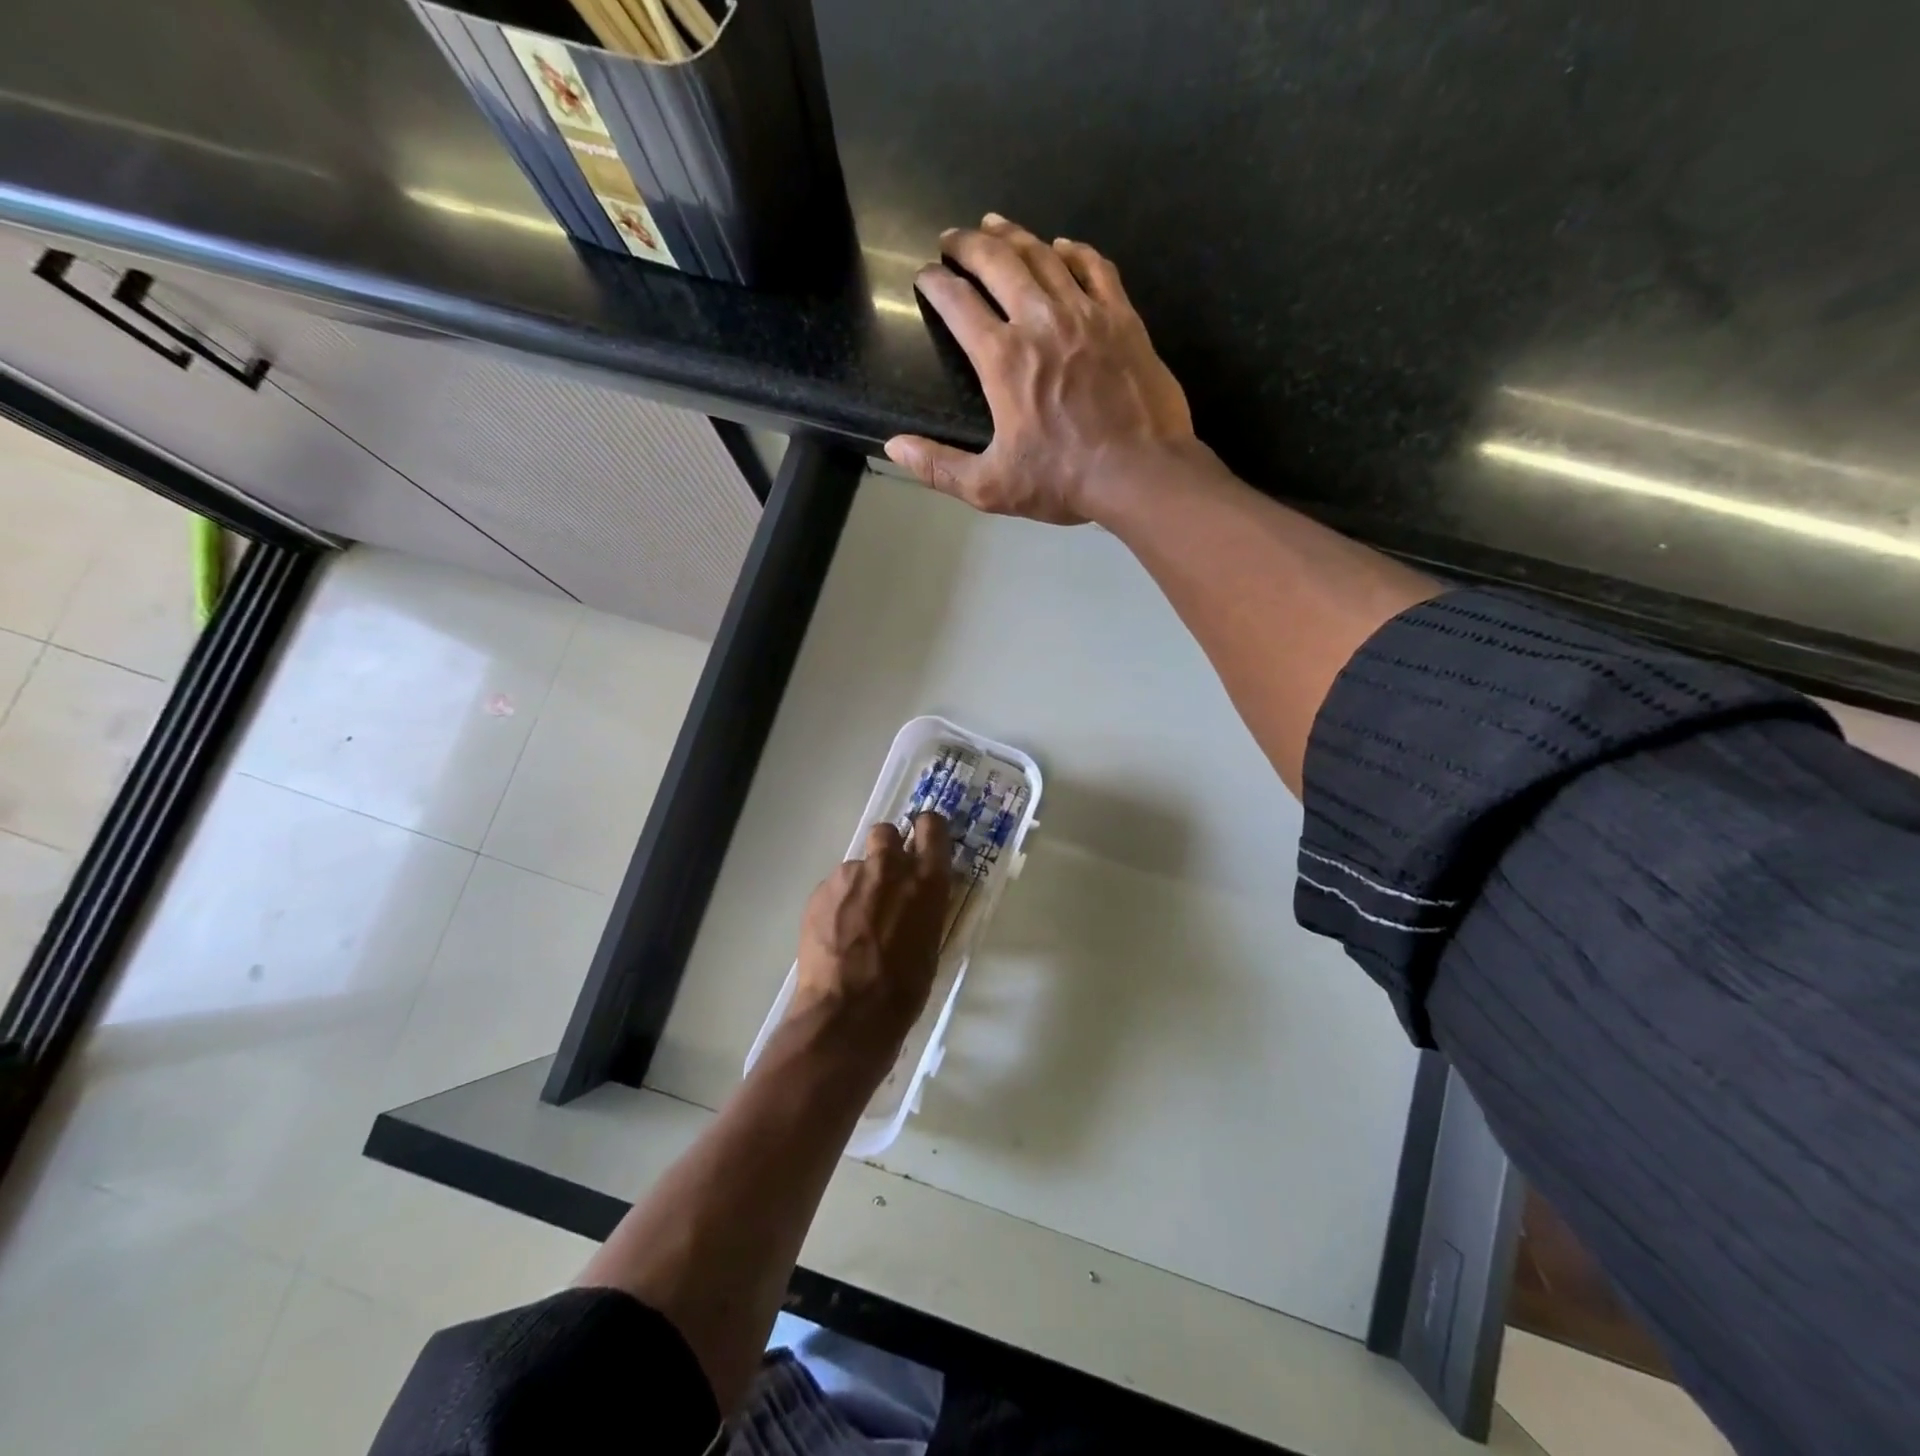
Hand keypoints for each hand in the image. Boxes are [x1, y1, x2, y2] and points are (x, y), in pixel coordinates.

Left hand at [789, 814, 951, 1049]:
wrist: (848, 1012)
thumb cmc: (903, 988)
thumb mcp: (931, 941)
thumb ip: (924, 905)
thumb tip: (917, 895)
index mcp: (926, 880)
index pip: (931, 826)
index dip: (926, 830)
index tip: (922, 840)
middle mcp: (889, 866)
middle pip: (886, 832)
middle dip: (886, 849)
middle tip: (885, 880)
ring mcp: (850, 875)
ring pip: (856, 865)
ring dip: (859, 884)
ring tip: (854, 923)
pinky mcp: (821, 890)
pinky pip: (834, 887)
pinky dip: (837, 903)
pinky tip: (835, 935)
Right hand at [885, 213, 1197, 525]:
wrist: (1141, 472)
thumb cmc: (1063, 481)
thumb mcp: (991, 487)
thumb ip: (939, 466)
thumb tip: (893, 447)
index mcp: (1003, 359)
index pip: (958, 303)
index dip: (936, 283)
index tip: (925, 276)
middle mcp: (1040, 320)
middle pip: (998, 262)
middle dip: (968, 244)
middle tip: (952, 238)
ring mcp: (1085, 313)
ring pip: (1043, 255)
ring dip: (1014, 236)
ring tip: (995, 225)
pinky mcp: (1122, 317)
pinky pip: (1095, 267)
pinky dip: (1073, 251)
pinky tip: (1062, 246)